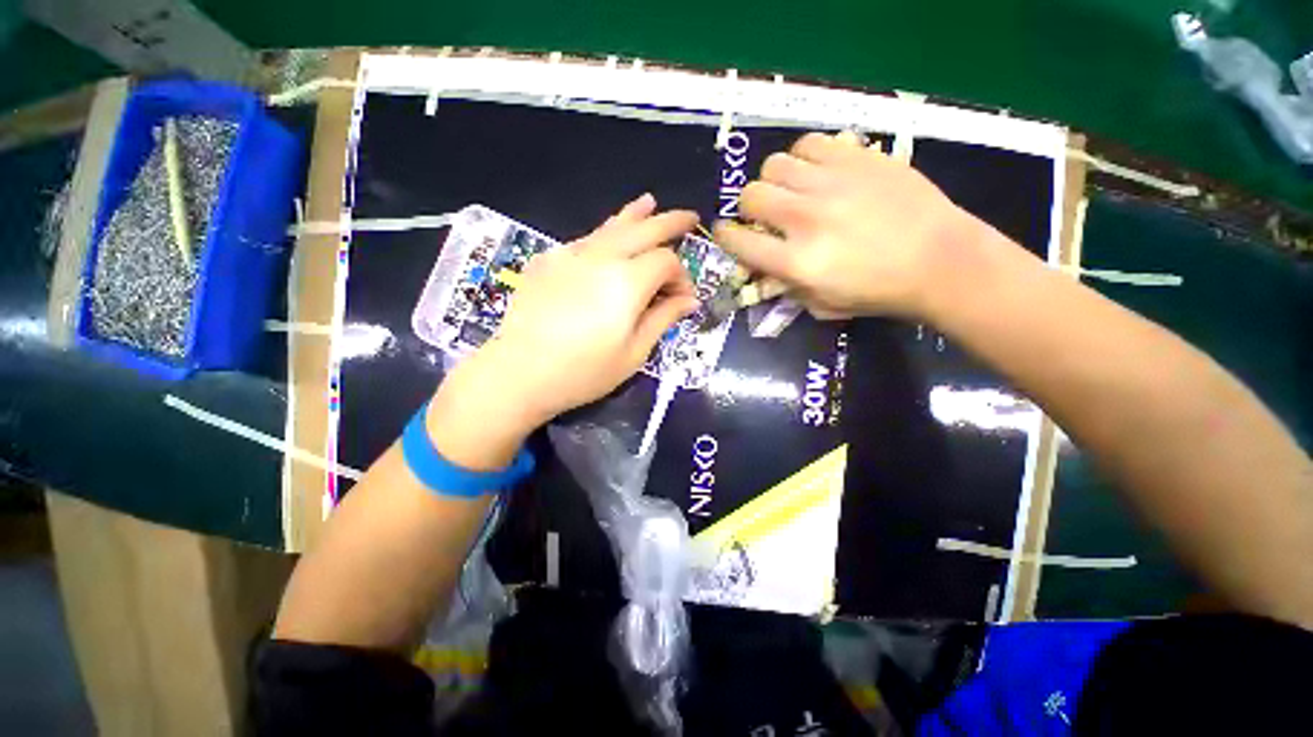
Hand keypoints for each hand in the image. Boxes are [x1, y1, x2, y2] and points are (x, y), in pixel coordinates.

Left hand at [432, 194, 699, 456]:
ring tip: (650, 202)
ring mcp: (571, 254)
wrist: (519, 373)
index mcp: (627, 281)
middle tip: (690, 218)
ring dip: (635, 215)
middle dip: (670, 222)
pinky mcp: (549, 261)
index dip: (681, 277)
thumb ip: (663, 318)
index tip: (683, 299)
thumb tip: (690, 300)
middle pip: (644, 229)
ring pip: (611, 226)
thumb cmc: (583, 371)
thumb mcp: (634, 352)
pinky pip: (586, 239)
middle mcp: (602, 257)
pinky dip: (604, 232)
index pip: (667, 262)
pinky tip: (608, 235)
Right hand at [712, 131, 986, 318]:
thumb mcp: (821, 305)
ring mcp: (832, 183)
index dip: (726, 236)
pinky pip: (809, 144)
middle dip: (749, 207)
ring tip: (792, 190)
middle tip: (765, 214)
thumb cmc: (878, 292)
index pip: (740, 241)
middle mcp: (806, 218)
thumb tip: (762, 270)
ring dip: (774, 181)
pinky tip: (815, 172)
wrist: (940, 260)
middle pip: (751, 195)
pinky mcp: (857, 158)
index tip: (728, 233)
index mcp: (797, 262)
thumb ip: (785, 287)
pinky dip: (803, 157)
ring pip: (774, 164)